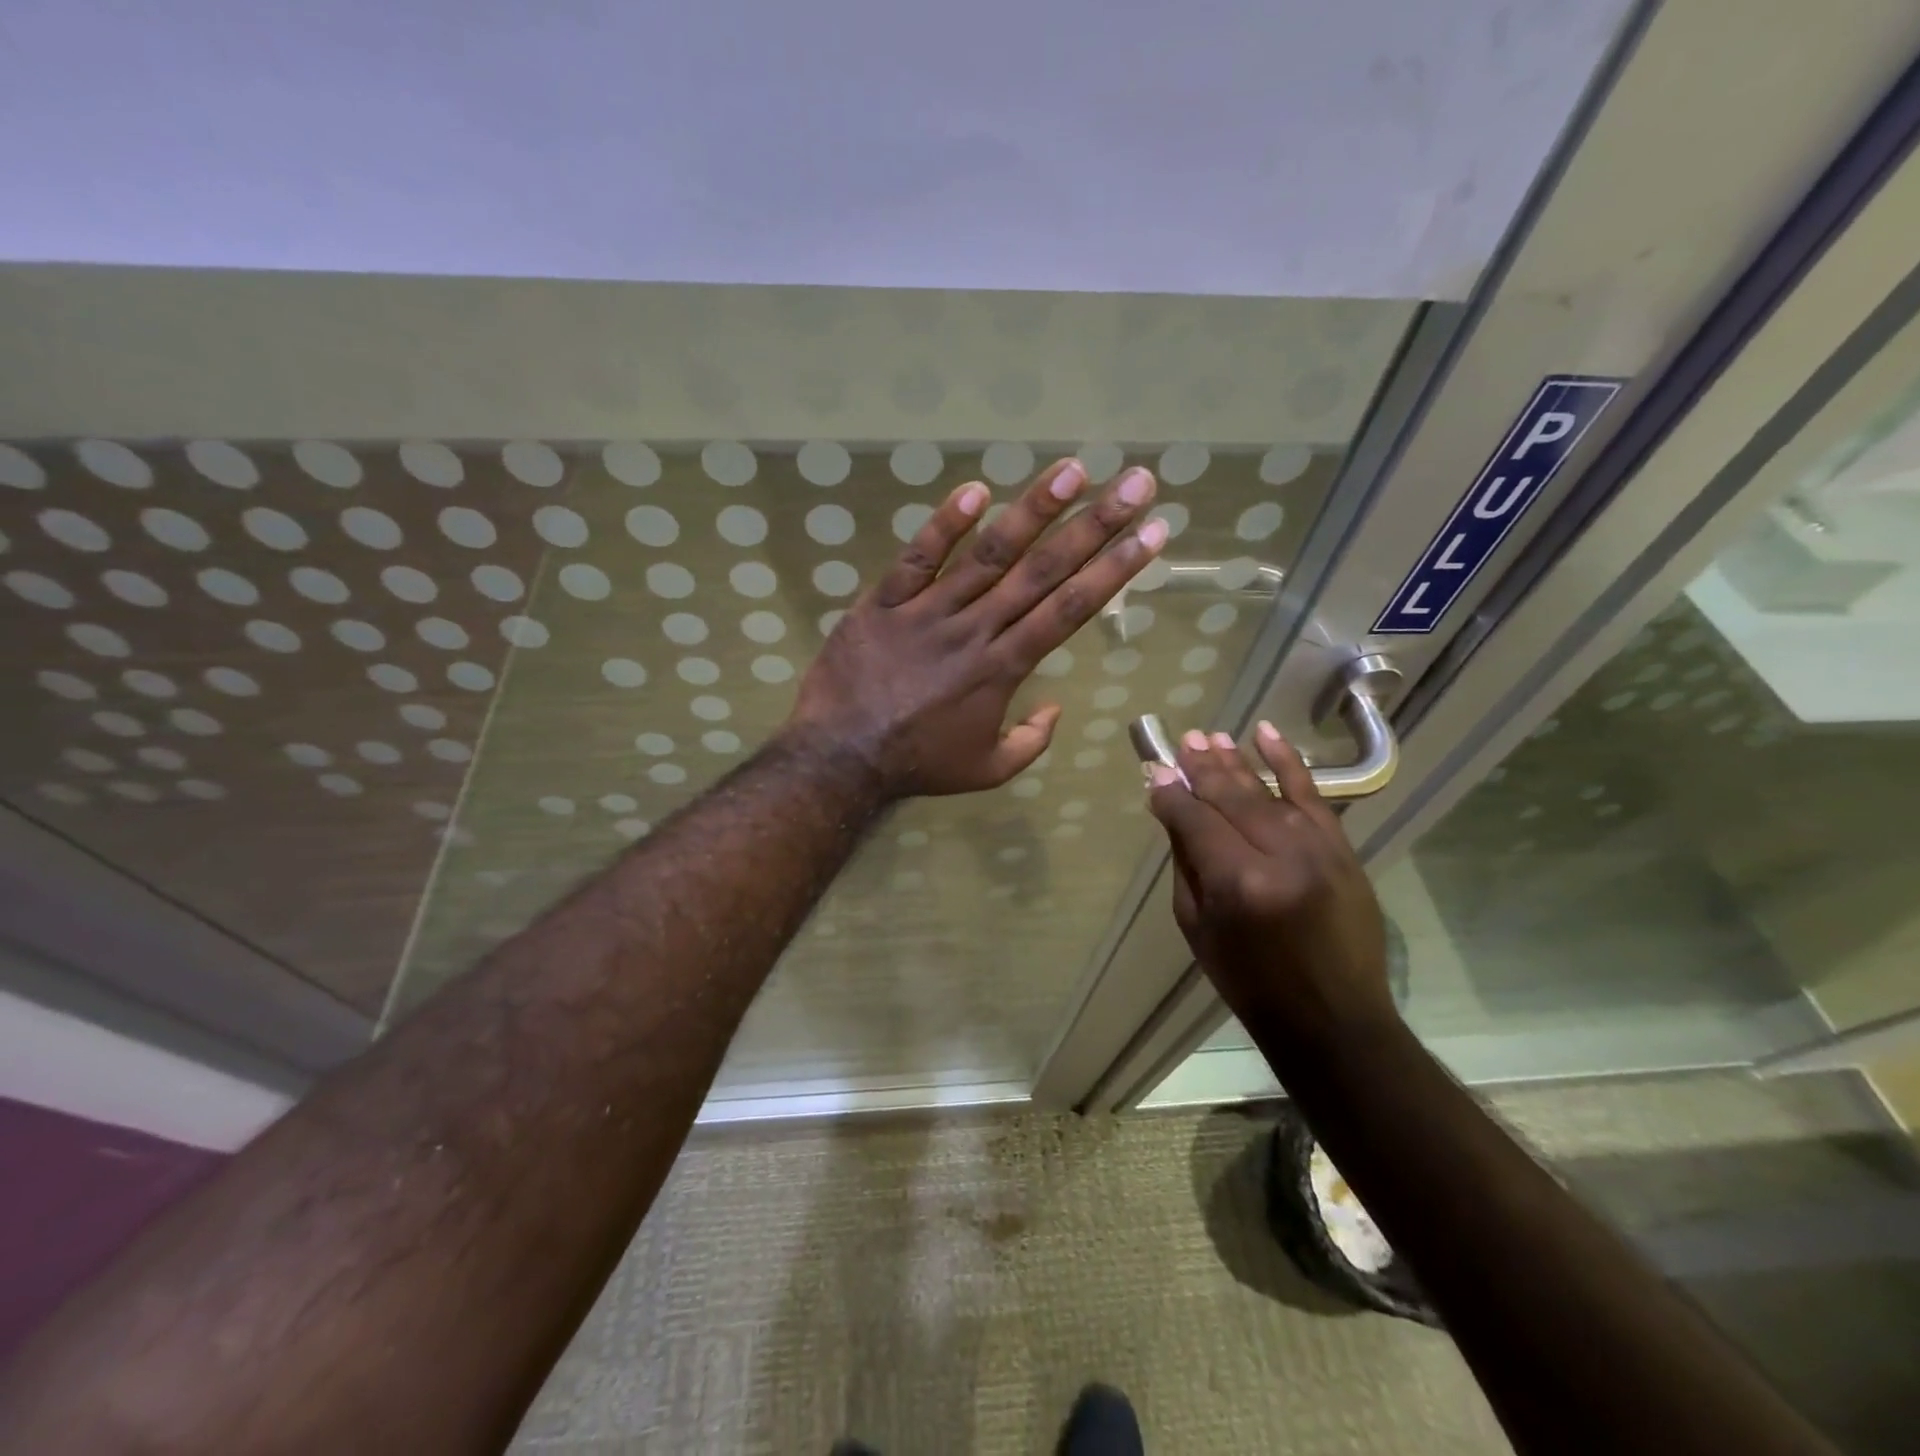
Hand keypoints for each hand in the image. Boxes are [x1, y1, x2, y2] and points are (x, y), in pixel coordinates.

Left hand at [784, 456, 1167, 799]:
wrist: (840, 756)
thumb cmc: (917, 763)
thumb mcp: (986, 769)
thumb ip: (1031, 742)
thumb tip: (1057, 708)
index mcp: (1003, 668)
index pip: (1069, 609)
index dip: (1114, 570)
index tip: (1151, 534)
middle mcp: (976, 629)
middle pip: (1042, 571)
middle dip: (1095, 525)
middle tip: (1135, 482)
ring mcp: (928, 611)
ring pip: (987, 554)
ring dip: (1033, 510)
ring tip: (1072, 471)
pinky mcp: (885, 602)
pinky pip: (917, 558)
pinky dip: (943, 524)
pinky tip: (976, 489)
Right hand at [1147, 724, 1397, 1050]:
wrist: (1332, 1017)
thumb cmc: (1249, 980)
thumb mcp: (1197, 926)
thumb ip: (1187, 862)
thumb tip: (1172, 810)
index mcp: (1237, 883)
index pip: (1194, 819)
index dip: (1171, 795)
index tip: (1154, 775)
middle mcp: (1279, 855)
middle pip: (1229, 797)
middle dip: (1199, 768)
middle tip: (1180, 743)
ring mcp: (1318, 848)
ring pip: (1266, 790)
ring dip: (1234, 761)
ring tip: (1209, 738)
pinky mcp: (1343, 848)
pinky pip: (1312, 794)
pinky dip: (1288, 761)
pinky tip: (1265, 734)